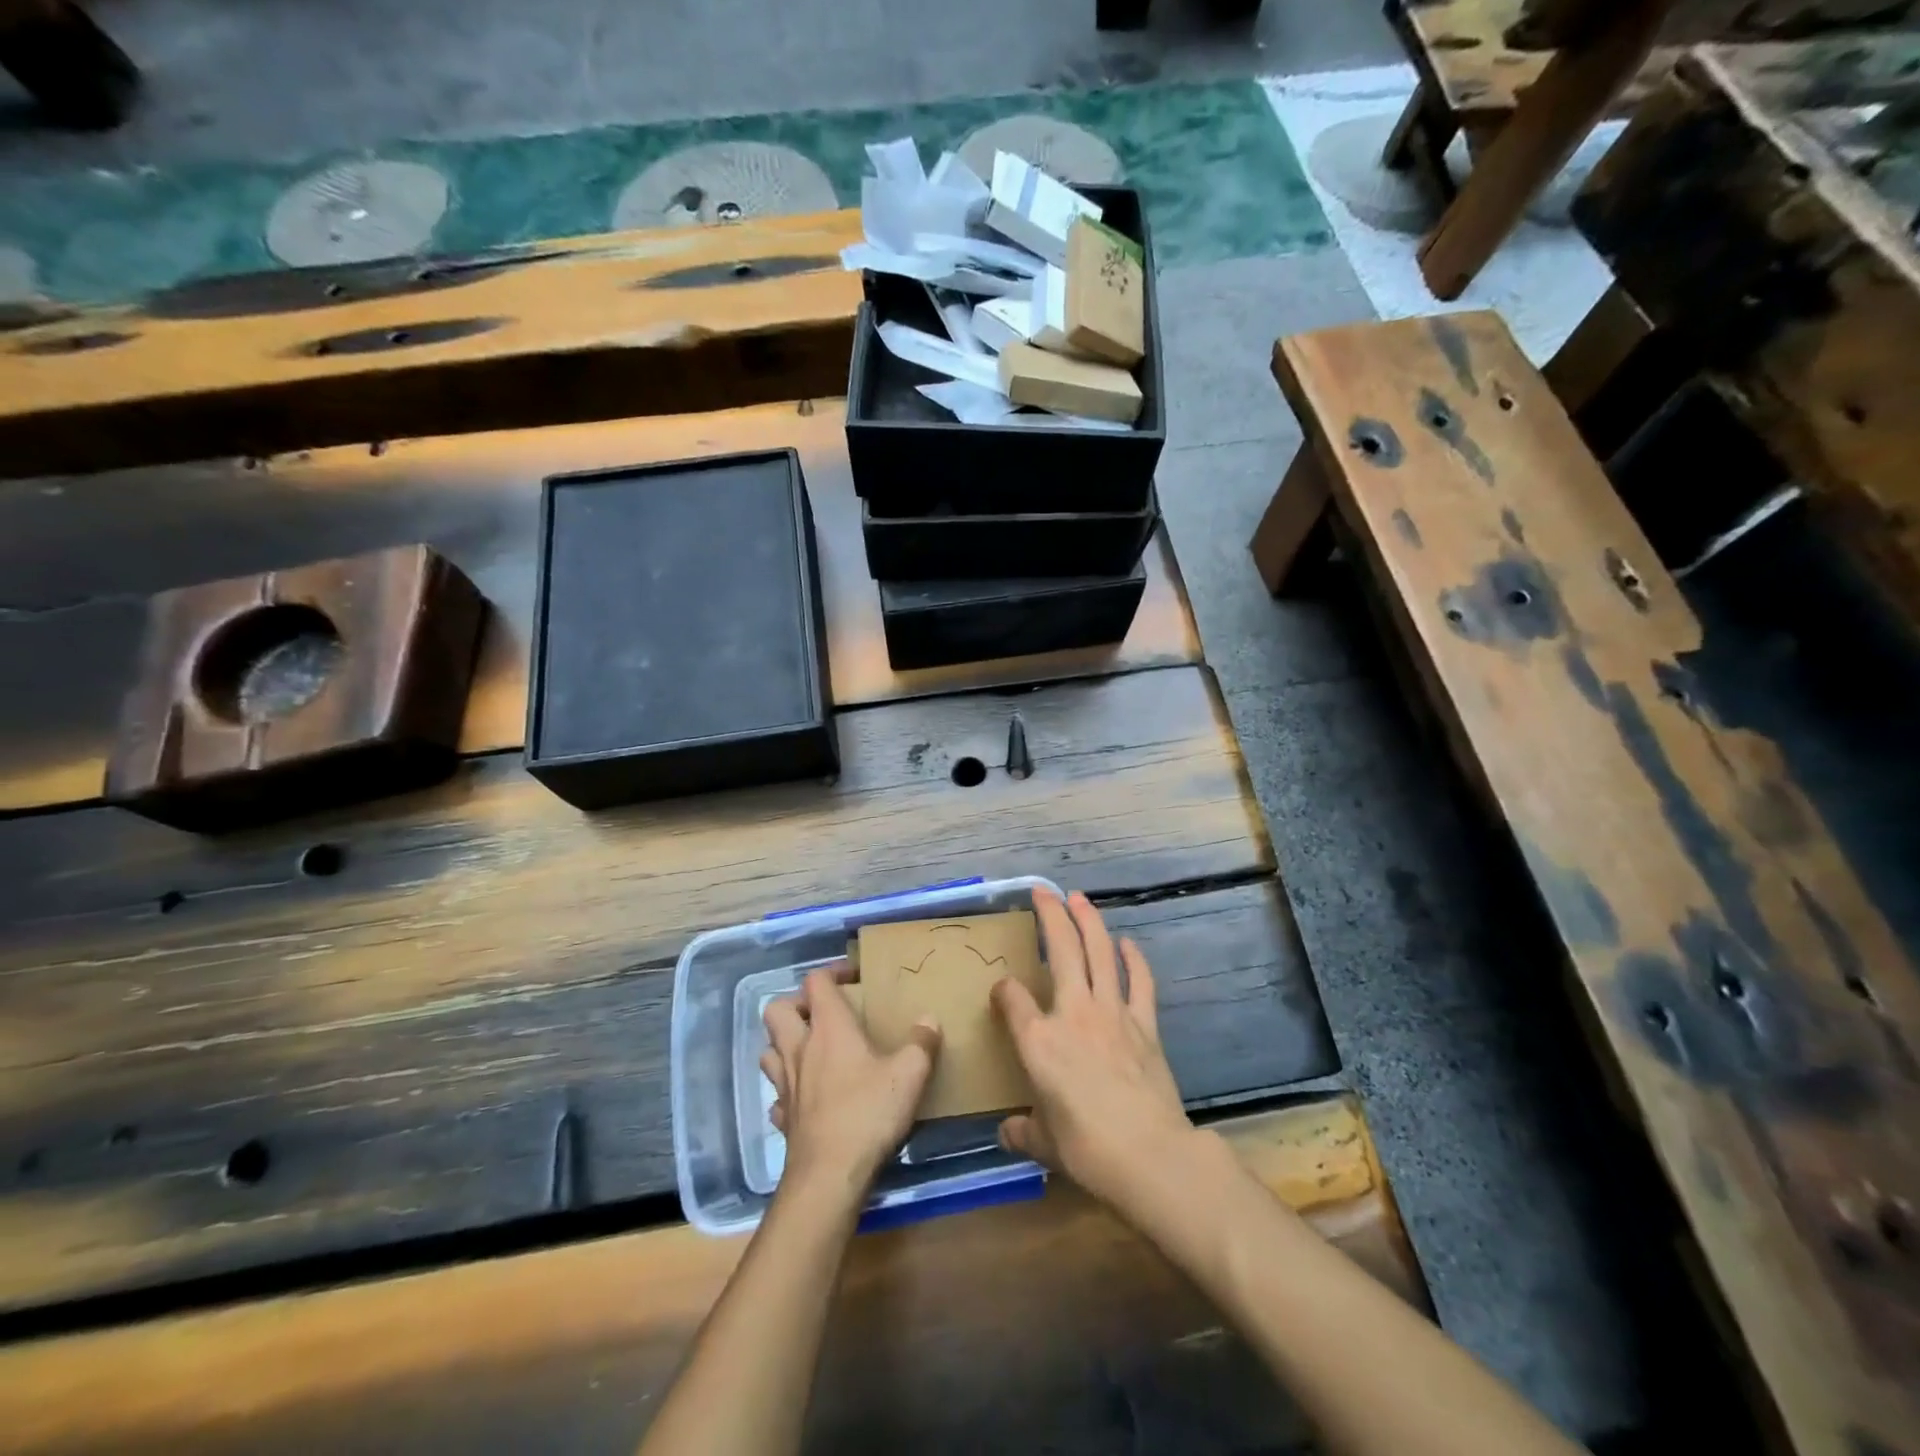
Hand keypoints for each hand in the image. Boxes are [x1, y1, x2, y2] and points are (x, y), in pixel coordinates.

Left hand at [762, 967, 941, 1202]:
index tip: (853, 978)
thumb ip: (922, 1043)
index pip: (815, 982)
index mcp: (828, 1027)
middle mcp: (799, 1048)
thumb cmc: (868, 1113)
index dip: (832, 972)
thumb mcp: (909, 1073)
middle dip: (796, 1005)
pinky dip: (787, 1089)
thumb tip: (929, 1020)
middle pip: (778, 1009)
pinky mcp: (783, 1118)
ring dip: (784, 1044)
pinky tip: (807, 1097)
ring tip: (810, 1050)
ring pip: (769, 1050)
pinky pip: (777, 1093)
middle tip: (822, 1014)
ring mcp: (785, 1084)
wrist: (828, 1176)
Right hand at [992, 889, 1197, 1216]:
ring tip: (1079, 898)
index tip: (1001, 992)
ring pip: (1100, 953)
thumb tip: (1008, 1132)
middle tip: (1042, 891)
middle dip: (1050, 915)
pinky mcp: (1144, 1024)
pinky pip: (1139, 982)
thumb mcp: (1045, 1144)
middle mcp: (1072, 1013)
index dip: (1003, 990)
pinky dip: (1134, 959)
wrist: (1149, 1155)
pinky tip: (1127, 943)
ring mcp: (1112, 1013)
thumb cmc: (1087, 1149)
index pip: (1012, 999)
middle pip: (1061, 950)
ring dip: (1089, 921)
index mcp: (1039, 1041)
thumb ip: (1024, 1132)